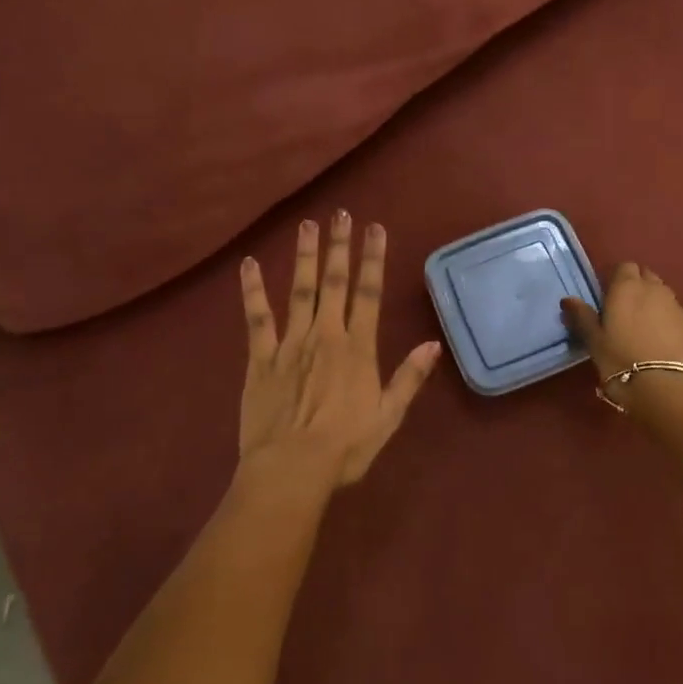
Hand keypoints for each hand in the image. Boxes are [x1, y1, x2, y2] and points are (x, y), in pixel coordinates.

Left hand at [239, 212, 441, 488]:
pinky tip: (249, 265)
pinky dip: (253, 291)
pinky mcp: (260, 358)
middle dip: (339, 246)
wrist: (290, 469)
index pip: (369, 294)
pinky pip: (257, 319)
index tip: (375, 228)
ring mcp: (290, 344)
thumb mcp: (388, 417)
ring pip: (299, 291)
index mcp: (358, 348)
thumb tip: (433, 343)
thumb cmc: (345, 447)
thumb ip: (409, 377)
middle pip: (334, 283)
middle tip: (340, 213)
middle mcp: (326, 335)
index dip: (372, 259)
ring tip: (306, 225)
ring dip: (304, 257)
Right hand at [561, 262, 682, 406]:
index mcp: (626, 286)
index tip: (606, 296)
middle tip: (622, 309)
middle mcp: (653, 288)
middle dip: (635, 285)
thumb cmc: (621, 360)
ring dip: (651, 300)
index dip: (615, 278)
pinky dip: (664, 317)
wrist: (667, 388)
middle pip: (645, 275)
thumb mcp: (594, 341)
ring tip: (640, 325)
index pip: (623, 266)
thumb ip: (582, 316)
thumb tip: (568, 299)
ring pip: (661, 292)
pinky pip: (673, 311)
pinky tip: (657, 338)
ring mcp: (675, 305)